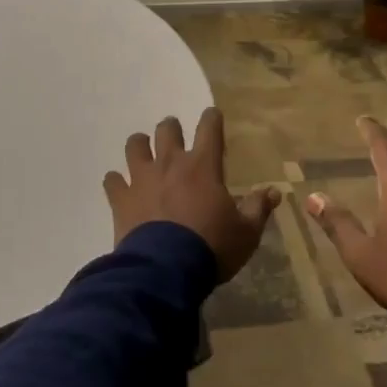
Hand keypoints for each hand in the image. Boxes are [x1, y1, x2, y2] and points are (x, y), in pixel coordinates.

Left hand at [103, 108, 280, 281]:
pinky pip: (112, 180)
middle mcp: (170, 162)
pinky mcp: (121, 198)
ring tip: (144, 153)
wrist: (165, 270)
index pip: (209, 127)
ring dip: (140, 146)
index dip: (211, 118)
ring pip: (135, 145)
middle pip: (167, 129)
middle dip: (171, 128)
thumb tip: (274, 191)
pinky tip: (120, 188)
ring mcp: (142, 178)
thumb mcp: (245, 232)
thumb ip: (258, 208)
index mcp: (203, 165)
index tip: (212, 116)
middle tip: (175, 136)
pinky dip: (116, 181)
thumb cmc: (210, 247)